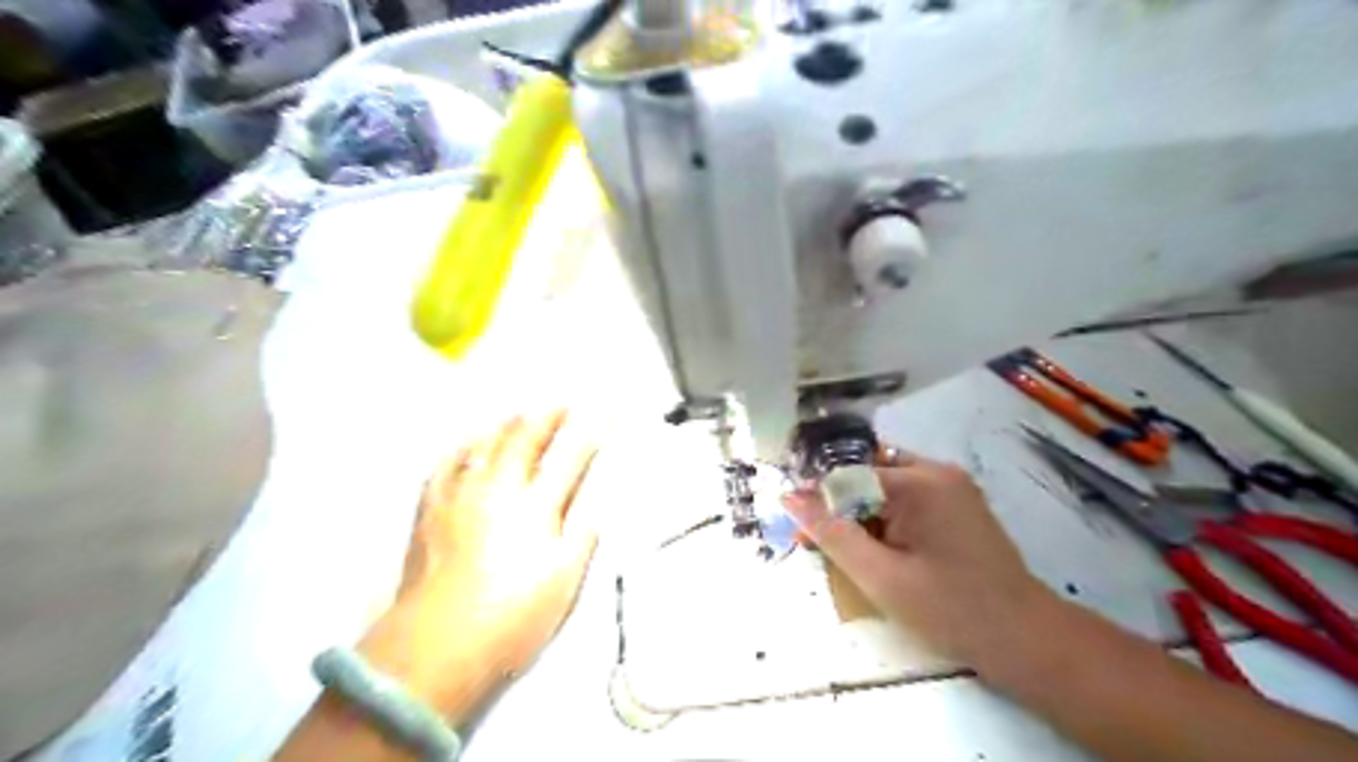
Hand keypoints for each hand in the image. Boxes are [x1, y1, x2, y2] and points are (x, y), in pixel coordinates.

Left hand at [353, 412, 597, 727]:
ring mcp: (460, 497)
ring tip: (523, 413)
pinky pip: (447, 464)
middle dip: (550, 416)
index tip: (606, 413)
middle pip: (527, 439)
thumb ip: (581, 533)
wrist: (436, 647)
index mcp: (535, 508)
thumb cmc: (508, 620)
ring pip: (486, 444)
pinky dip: (463, 447)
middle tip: (564, 403)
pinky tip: (469, 442)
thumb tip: (595, 500)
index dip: (592, 431)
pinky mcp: (431, 510)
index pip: (571, 456)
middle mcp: (498, 491)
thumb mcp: (562, 580)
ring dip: (509, 424)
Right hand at [787, 449, 1060, 670]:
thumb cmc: (950, 610)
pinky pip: (908, 496)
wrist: (1025, 638)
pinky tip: (886, 550)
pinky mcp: (959, 502)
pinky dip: (887, 517)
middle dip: (841, 506)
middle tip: (825, 544)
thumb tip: (790, 497)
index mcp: (919, 482)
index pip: (848, 475)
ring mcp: (952, 485)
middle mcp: (937, 471)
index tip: (802, 532)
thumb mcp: (880, 577)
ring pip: (885, 485)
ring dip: (863, 512)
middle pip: (867, 475)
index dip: (820, 501)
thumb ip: (832, 533)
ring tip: (856, 551)